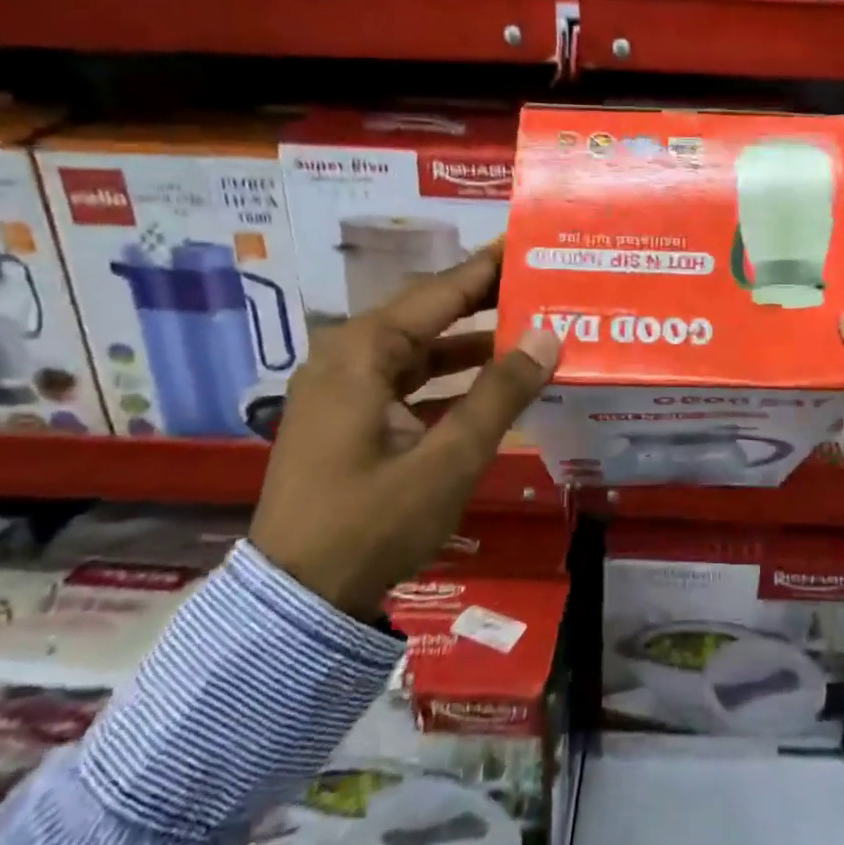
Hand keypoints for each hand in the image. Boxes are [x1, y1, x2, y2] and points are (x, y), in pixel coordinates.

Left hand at [250, 240, 560, 618]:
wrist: (295, 601)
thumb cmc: (372, 524)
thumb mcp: (448, 460)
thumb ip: (501, 394)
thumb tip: (548, 336)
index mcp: (362, 353)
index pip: (438, 292)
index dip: (485, 267)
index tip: (523, 243)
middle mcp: (346, 357)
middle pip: (425, 313)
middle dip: (481, 300)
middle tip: (534, 284)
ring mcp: (340, 389)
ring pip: (415, 348)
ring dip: (467, 342)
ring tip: (523, 330)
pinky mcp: (344, 418)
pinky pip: (403, 380)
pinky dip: (445, 378)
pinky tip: (486, 384)